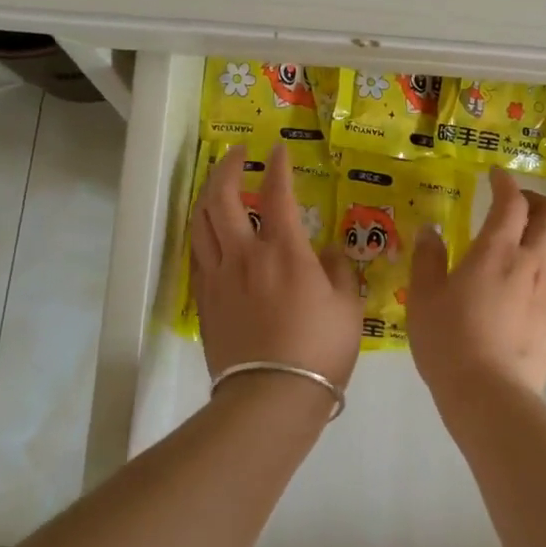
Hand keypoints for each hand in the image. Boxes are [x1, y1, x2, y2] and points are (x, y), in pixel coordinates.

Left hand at [190, 144, 363, 400]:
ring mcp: (218, 276)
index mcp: (283, 250)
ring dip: (208, 194)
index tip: (278, 149)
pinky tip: (210, 231)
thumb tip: (328, 251)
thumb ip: (339, 271)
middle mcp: (244, 253)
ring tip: (218, 184)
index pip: (278, 192)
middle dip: (228, 167)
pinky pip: (197, 253)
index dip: (278, 165)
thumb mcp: (347, 307)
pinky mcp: (204, 299)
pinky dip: (202, 231)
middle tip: (237, 153)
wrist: (270, 397)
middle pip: (222, 197)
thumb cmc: (318, 350)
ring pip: (201, 221)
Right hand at [407, 168, 545, 410]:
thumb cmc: (449, 341)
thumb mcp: (424, 296)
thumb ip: (428, 258)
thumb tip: (430, 231)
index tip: (496, 177)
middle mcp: (532, 261)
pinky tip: (543, 282)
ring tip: (536, 241)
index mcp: (496, 250)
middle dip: (538, 202)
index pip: (511, 201)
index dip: (505, 183)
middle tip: (518, 208)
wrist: (489, 394)